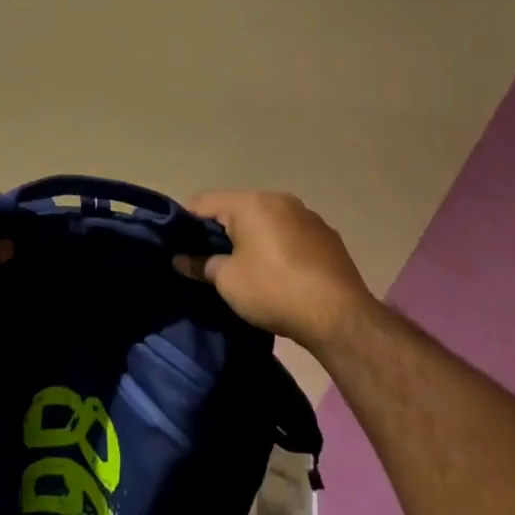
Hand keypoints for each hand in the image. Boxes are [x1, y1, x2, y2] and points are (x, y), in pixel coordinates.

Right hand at [175, 190, 379, 350]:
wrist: (338, 315)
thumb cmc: (273, 290)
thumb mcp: (228, 281)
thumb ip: (200, 265)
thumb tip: (180, 260)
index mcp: (251, 203)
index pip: (203, 202)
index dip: (184, 223)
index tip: (176, 246)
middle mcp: (280, 199)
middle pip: (236, 209)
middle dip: (218, 231)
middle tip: (205, 260)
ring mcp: (307, 216)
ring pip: (265, 221)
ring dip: (249, 238)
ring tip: (241, 268)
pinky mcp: (326, 236)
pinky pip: (288, 234)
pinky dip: (275, 246)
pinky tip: (275, 273)